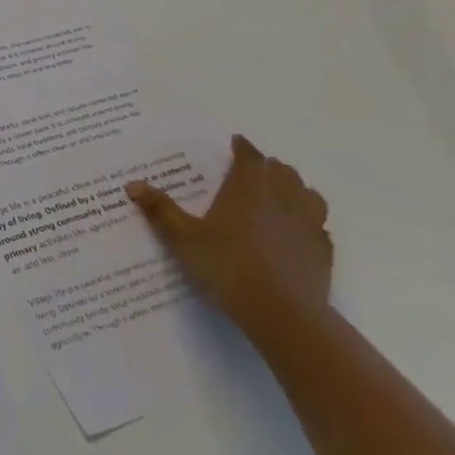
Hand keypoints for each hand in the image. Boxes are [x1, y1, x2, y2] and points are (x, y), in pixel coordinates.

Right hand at [127, 134, 331, 337]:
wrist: (282, 312)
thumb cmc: (227, 266)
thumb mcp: (183, 238)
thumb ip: (160, 210)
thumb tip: (132, 184)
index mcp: (248, 188)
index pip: (249, 156)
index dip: (242, 147)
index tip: (236, 143)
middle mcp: (282, 197)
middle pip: (281, 170)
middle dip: (267, 166)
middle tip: (251, 172)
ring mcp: (308, 223)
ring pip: (307, 193)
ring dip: (294, 188)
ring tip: (279, 195)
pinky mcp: (322, 249)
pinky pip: (319, 225)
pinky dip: (308, 221)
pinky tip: (297, 232)